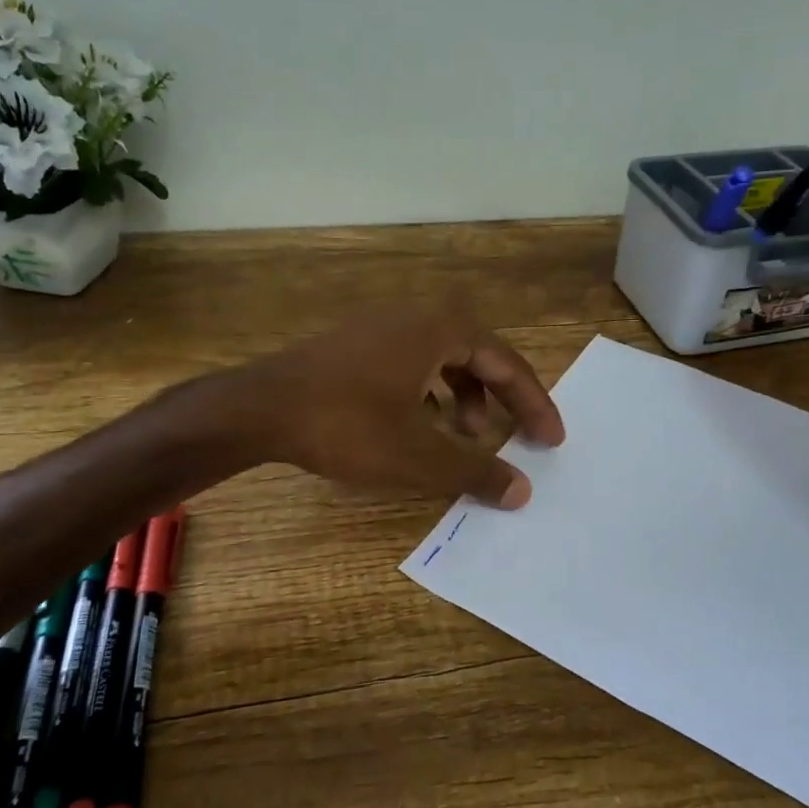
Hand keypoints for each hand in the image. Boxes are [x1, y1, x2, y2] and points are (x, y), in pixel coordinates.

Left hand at [225, 309, 565, 507]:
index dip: (533, 403)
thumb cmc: (347, 425)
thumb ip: (475, 471)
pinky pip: (409, 362)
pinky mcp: (352, 344)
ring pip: (440, 359)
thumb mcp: (418, 455)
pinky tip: (417, 425)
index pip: (506, 363)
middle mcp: (413, 316)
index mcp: (439, 329)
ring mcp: (378, 326)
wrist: (257, 408)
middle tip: (513, 436)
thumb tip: (522, 491)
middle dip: (498, 399)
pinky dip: (427, 392)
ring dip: (461, 397)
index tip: (551, 440)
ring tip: (463, 436)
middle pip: (476, 355)